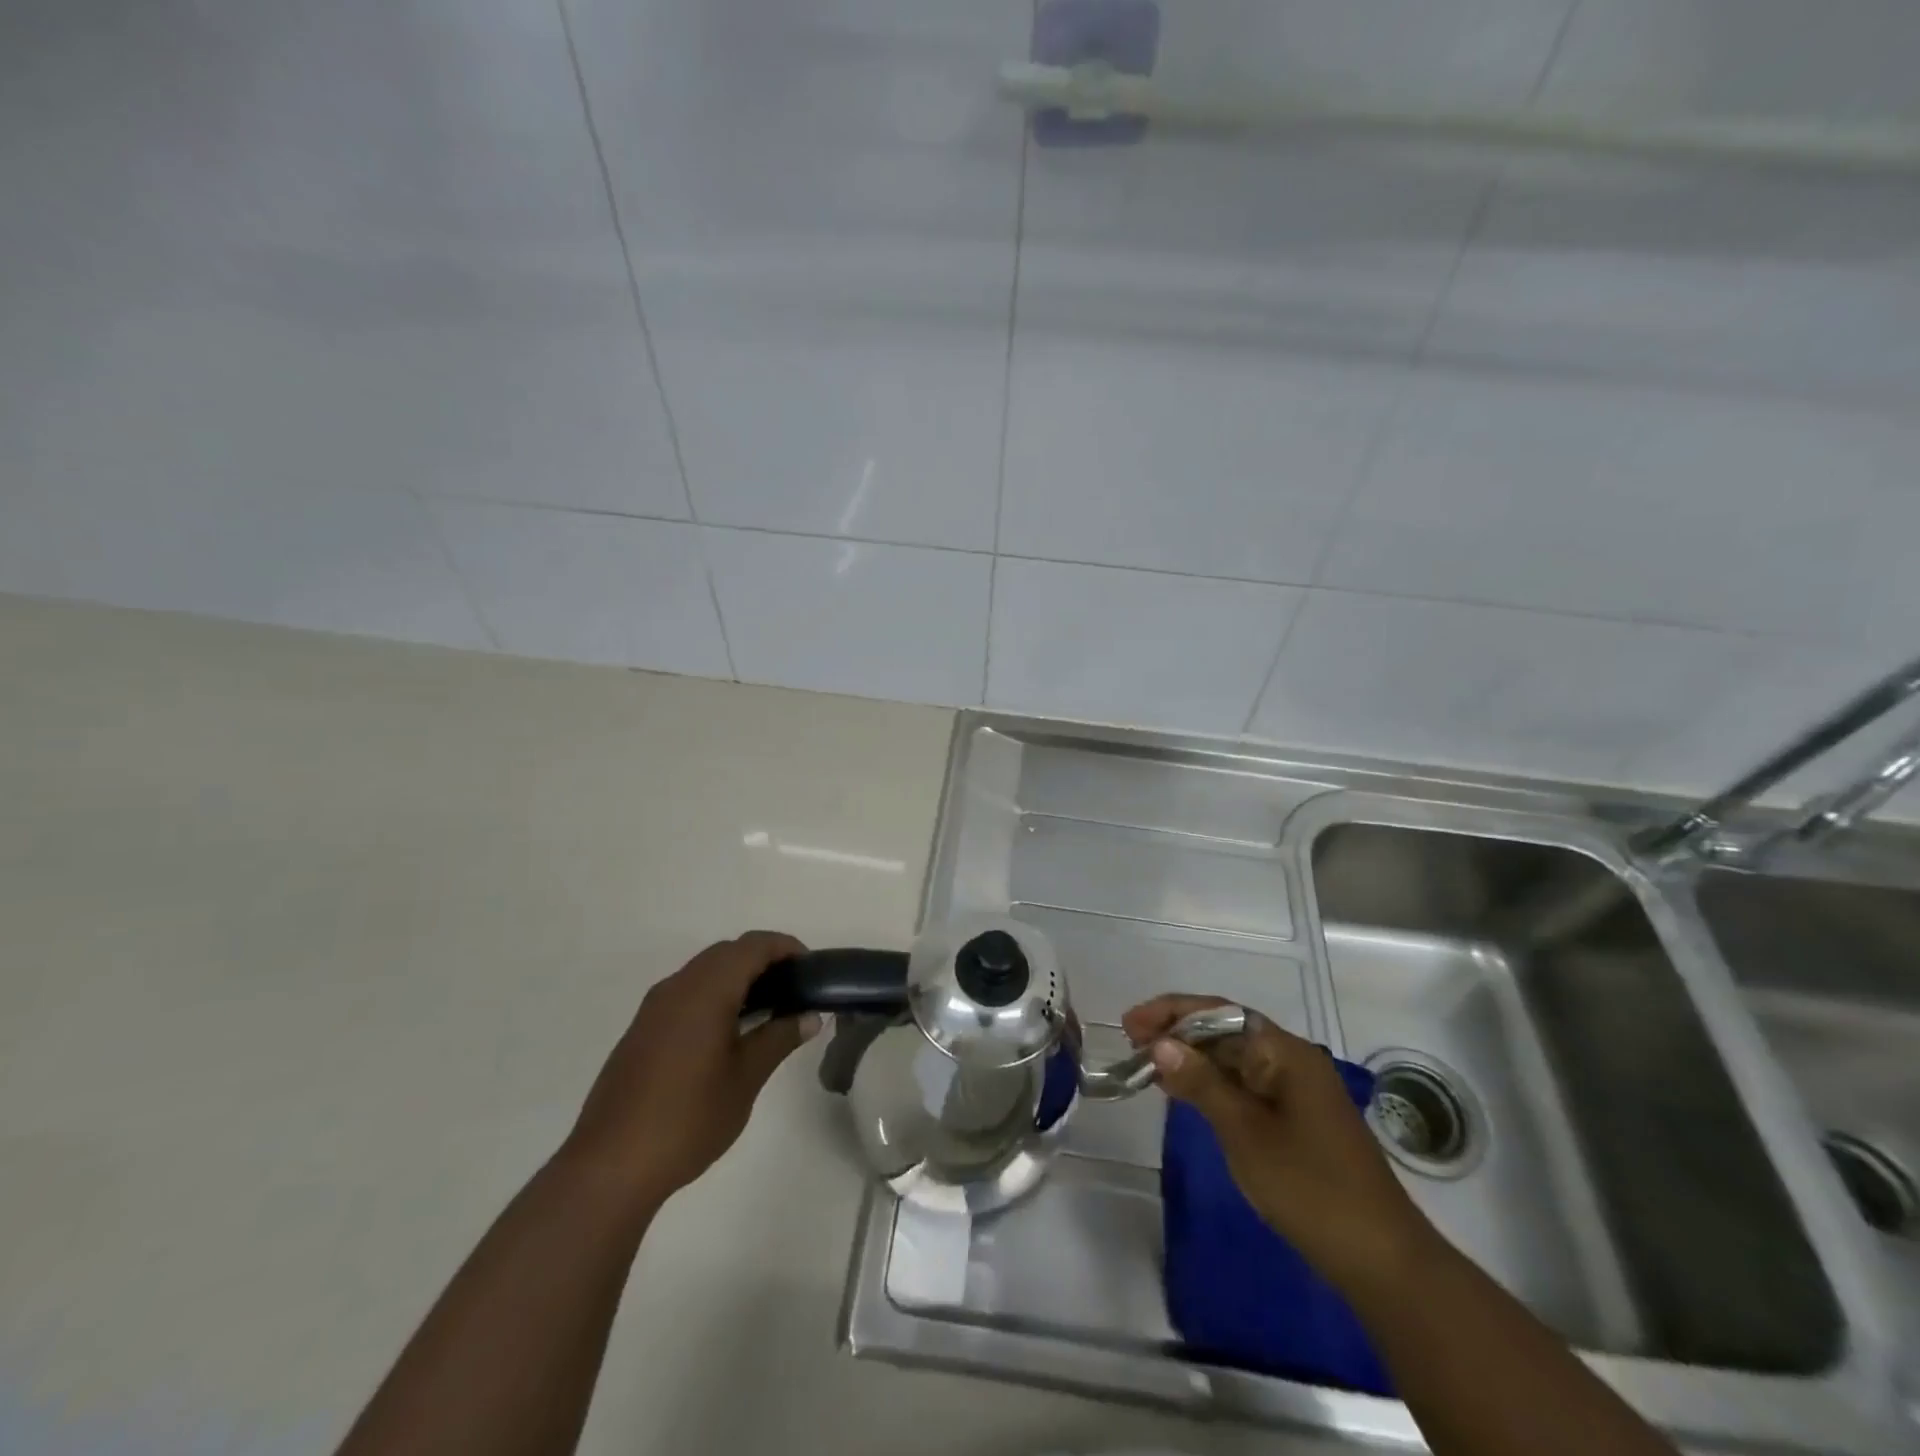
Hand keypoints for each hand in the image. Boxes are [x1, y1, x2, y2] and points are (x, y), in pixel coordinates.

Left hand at [562, 932, 821, 1209]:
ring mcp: (654, 1008)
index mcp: (705, 991)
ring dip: (737, 977)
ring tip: (767, 1010)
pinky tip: (728, 1031)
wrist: (609, 1166)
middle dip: (763, 960)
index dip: (785, 946)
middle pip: (727, 952)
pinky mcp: (641, 1030)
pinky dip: (714, 994)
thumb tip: (810, 1016)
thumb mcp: (746, 1079)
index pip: (752, 946)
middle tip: (794, 989)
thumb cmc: (688, 1119)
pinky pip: (686, 992)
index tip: (811, 968)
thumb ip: (779, 1038)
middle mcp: (677, 987)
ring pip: (704, 970)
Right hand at [1124, 994, 1438, 1296]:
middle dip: (1176, 1033)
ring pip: (1231, 1059)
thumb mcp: (1245, 1132)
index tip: (1130, 1025)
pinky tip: (1182, 1093)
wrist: (1380, 1259)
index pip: (1218, 1012)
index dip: (1171, 1012)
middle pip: (1224, 1030)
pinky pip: (1243, 1085)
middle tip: (1131, 1046)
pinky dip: (1210, 1084)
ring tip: (1146, 1067)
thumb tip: (1160, 1043)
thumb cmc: (1309, 1186)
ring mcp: (1294, 1090)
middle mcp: (1290, 1059)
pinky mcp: (1294, 1119)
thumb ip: (1201, 1083)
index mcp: (1284, 1051)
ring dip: (1190, 1059)